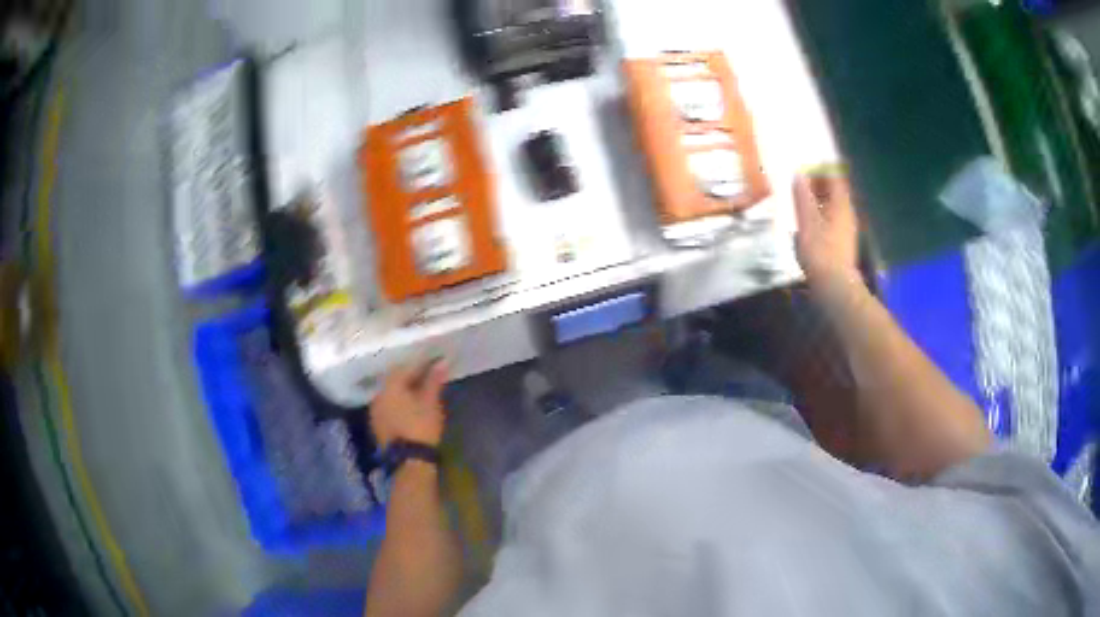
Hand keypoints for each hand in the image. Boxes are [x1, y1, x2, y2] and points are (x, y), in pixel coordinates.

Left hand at [370, 360, 449, 448]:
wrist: (409, 460)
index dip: (422, 364)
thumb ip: (434, 380)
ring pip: (391, 393)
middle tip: (429, 376)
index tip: (435, 363)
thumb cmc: (421, 426)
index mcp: (390, 385)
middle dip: (411, 376)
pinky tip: (410, 406)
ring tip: (421, 391)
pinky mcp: (377, 423)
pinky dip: (399, 402)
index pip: (406, 367)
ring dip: (405, 390)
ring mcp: (375, 410)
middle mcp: (378, 393)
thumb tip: (442, 362)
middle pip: (396, 379)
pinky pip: (389, 405)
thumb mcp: (431, 402)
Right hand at [793, 173, 859, 288]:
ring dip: (819, 201)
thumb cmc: (820, 251)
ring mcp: (847, 228)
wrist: (835, 286)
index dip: (819, 170)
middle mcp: (847, 212)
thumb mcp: (806, 220)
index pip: (834, 176)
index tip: (803, 171)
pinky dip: (821, 215)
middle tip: (799, 186)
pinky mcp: (843, 242)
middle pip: (836, 190)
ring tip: (801, 205)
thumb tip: (798, 174)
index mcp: (841, 203)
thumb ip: (802, 196)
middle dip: (818, 184)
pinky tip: (809, 226)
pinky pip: (833, 219)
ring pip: (834, 206)